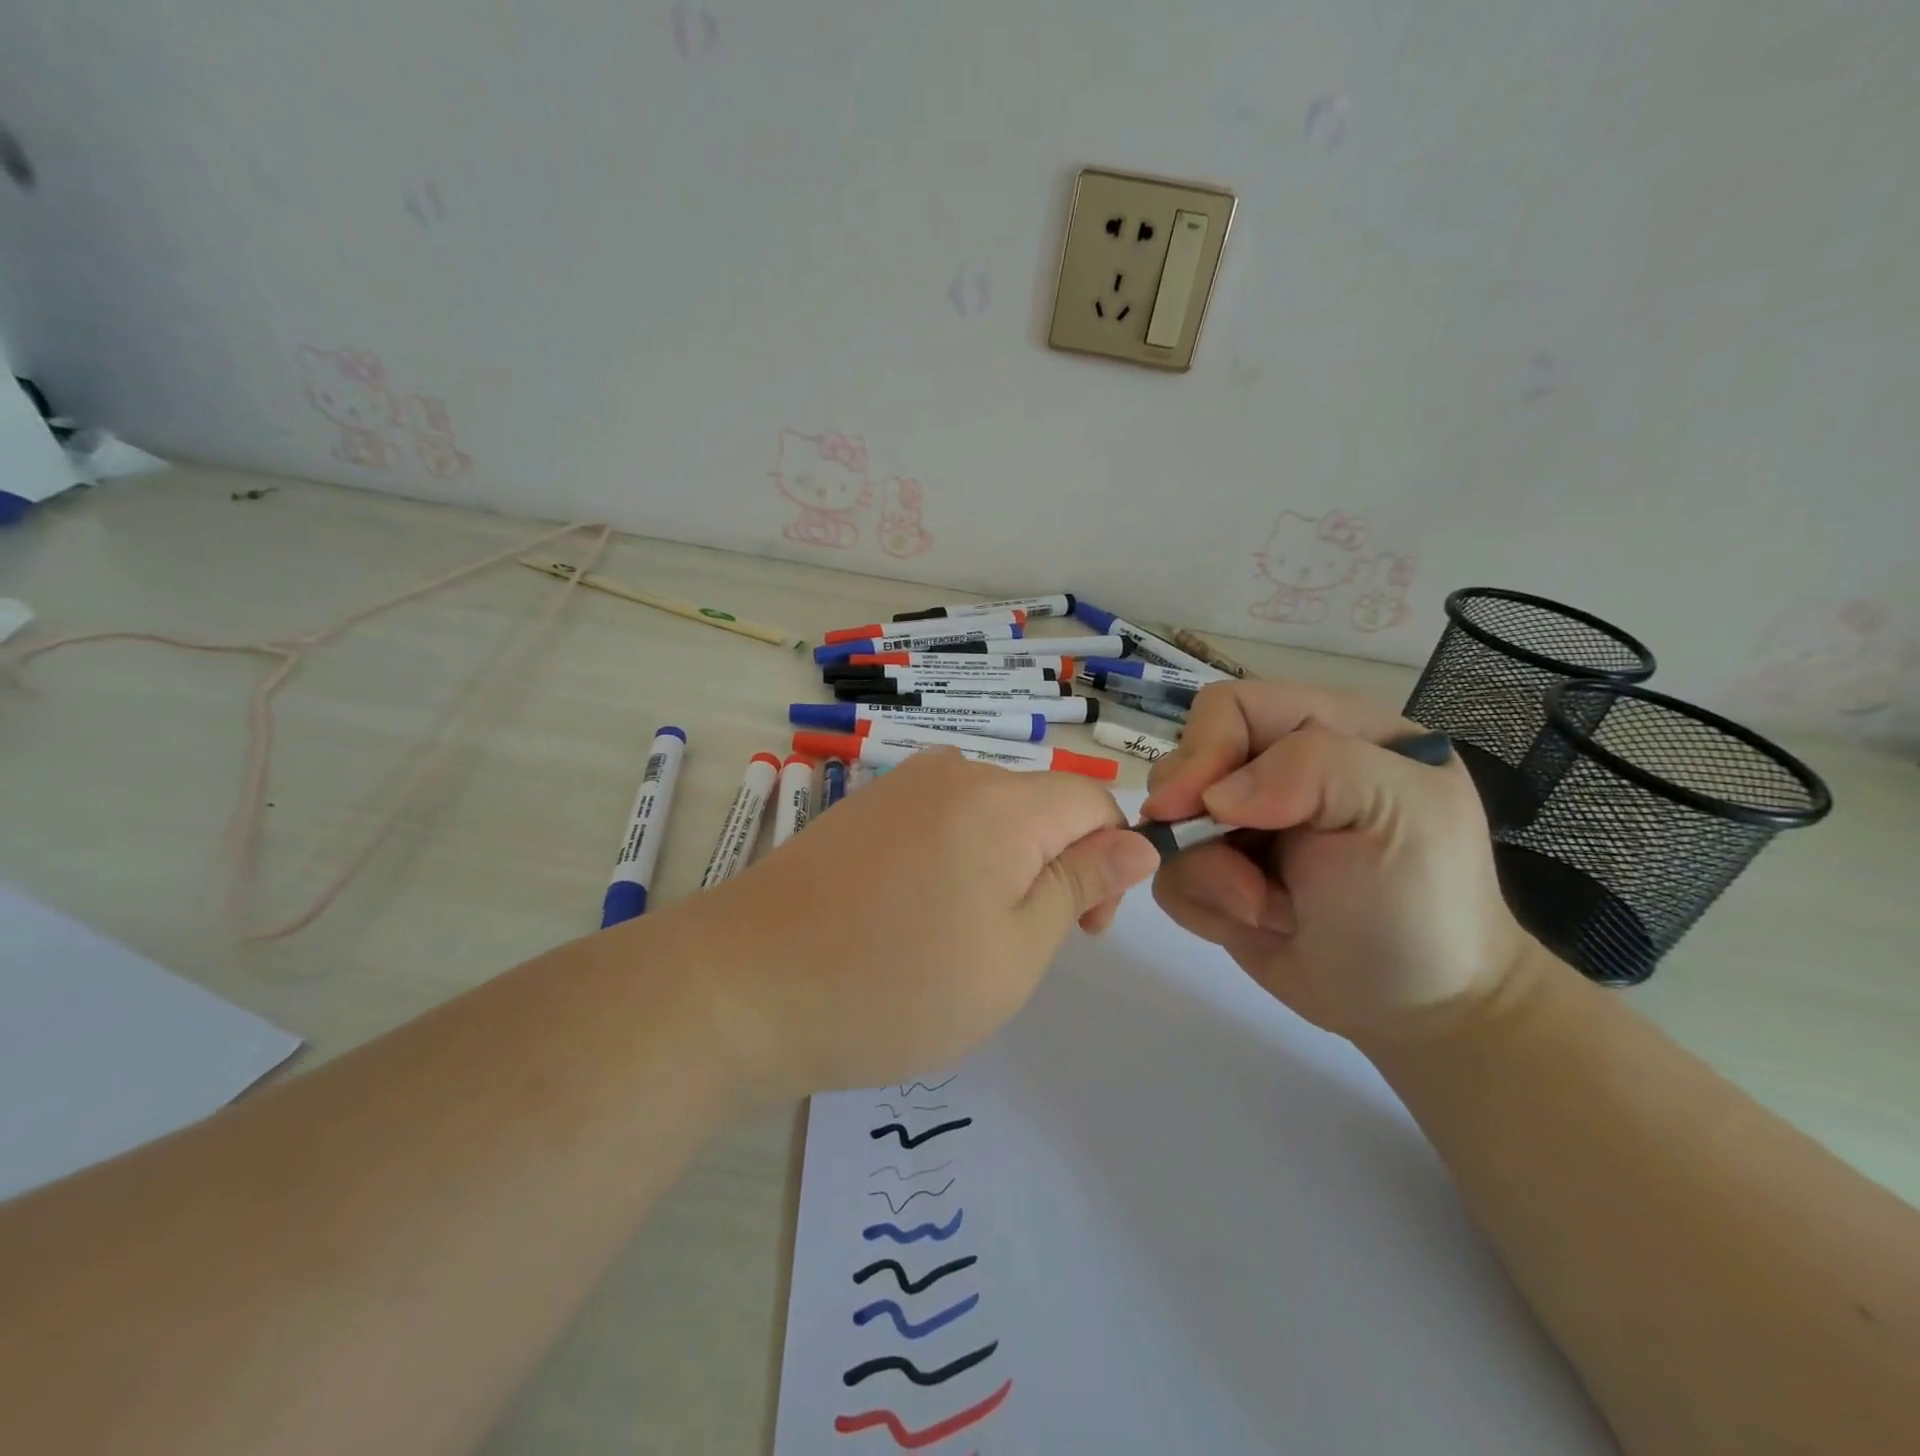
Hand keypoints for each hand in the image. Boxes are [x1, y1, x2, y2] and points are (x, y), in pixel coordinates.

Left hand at [656, 750, 1160, 1103]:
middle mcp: (952, 772)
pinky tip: (909, 919)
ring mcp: (898, 786)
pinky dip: (951, 864)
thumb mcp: (1014, 953)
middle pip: (1039, 807)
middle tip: (1010, 950)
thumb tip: (1138, 842)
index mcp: (1002, 801)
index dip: (1108, 861)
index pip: (1093, 800)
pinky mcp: (861, 808)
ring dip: (1000, 871)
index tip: (1082, 931)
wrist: (741, 986)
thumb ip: (1080, 886)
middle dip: (1051, 869)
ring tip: (955, 941)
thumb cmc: (894, 985)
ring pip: (988, 817)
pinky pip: (938, 823)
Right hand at [1142, 681, 1535, 1042]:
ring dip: (1206, 874)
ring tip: (1266, 909)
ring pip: (1167, 824)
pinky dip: (1201, 904)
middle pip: (1186, 763)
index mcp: (1329, 730)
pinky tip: (1256, 923)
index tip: (1196, 807)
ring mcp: (1243, 825)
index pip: (1231, 708)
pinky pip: (1170, 874)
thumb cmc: (1422, 905)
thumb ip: (1315, 768)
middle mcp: (1277, 770)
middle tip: (1241, 876)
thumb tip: (1211, 797)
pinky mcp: (1219, 875)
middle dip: (1198, 824)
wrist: (1419, 1009)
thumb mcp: (1401, 814)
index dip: (1204, 749)